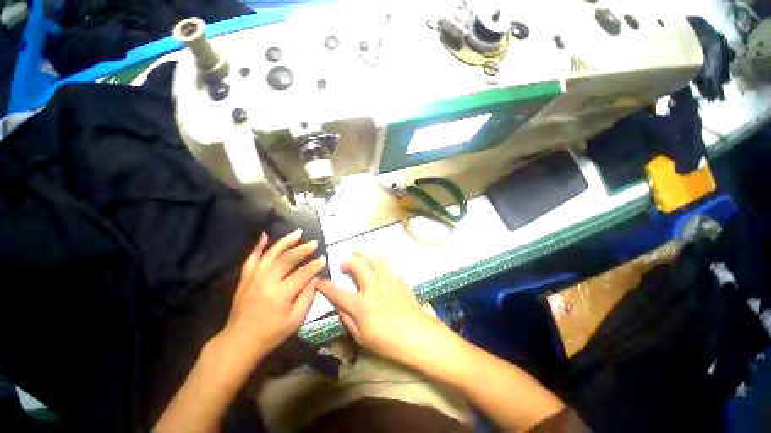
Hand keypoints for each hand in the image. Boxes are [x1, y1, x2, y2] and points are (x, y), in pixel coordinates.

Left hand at [222, 229, 325, 361]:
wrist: (238, 342)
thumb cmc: (270, 334)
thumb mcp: (295, 321)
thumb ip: (307, 298)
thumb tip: (316, 279)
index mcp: (280, 294)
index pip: (302, 274)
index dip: (314, 265)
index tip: (324, 258)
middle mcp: (266, 282)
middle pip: (287, 259)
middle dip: (303, 249)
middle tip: (314, 243)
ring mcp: (253, 278)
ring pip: (270, 254)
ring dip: (285, 242)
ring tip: (297, 233)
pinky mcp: (245, 278)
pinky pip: (251, 258)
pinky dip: (258, 246)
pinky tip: (265, 235)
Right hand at [317, 251, 443, 361]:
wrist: (417, 335)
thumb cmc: (387, 342)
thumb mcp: (361, 337)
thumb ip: (348, 320)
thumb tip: (339, 307)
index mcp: (361, 304)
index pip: (337, 291)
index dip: (326, 285)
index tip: (320, 281)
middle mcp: (373, 287)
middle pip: (358, 265)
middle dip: (348, 261)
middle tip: (344, 262)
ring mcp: (388, 281)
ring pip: (375, 259)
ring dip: (365, 253)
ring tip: (358, 252)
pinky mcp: (399, 280)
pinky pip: (389, 267)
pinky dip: (381, 263)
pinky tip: (379, 266)